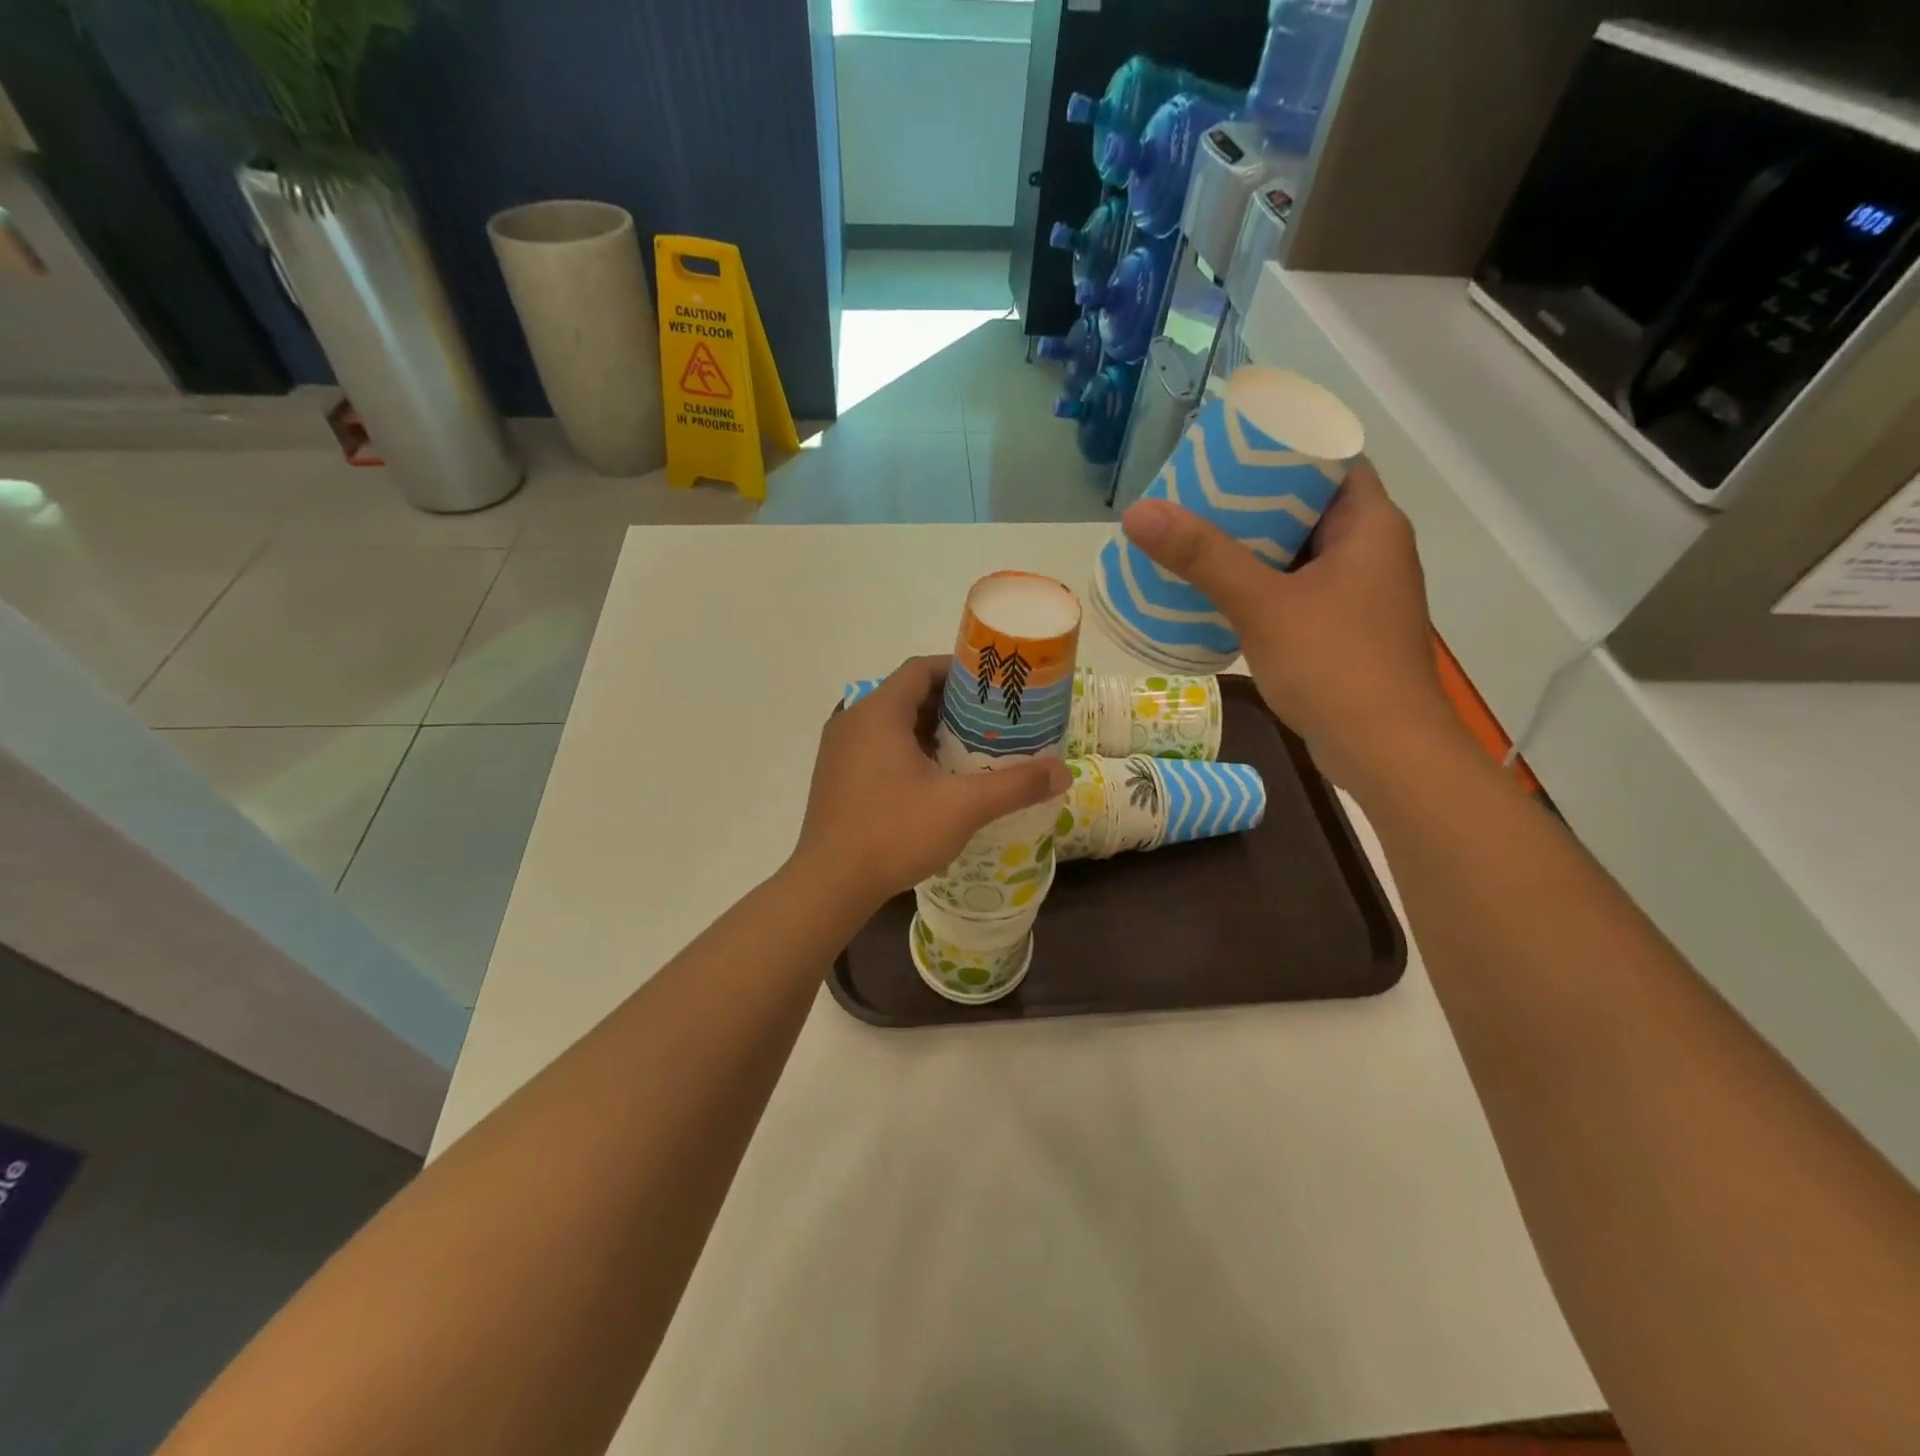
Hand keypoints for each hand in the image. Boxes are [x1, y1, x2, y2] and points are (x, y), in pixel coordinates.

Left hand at [792, 656, 1070, 908]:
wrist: (829, 884)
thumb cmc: (894, 832)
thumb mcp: (962, 807)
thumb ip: (1015, 785)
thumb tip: (1063, 771)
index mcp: (878, 713)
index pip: (921, 669)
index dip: (958, 671)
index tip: (992, 687)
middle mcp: (852, 721)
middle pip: (907, 695)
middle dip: (951, 705)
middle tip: (990, 722)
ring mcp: (838, 751)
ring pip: (891, 725)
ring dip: (929, 731)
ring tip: (970, 749)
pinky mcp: (835, 777)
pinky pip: (876, 748)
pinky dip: (907, 752)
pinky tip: (935, 780)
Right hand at [1120, 460, 1462, 794]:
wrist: (1385, 752)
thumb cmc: (1335, 665)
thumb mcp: (1263, 605)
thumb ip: (1202, 558)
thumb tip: (1139, 512)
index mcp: (1370, 525)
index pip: (1330, 460)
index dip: (1282, 447)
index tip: (1228, 450)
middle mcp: (1372, 551)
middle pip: (1308, 506)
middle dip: (1253, 500)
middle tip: (1197, 495)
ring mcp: (1360, 595)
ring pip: (1300, 552)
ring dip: (1253, 547)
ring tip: (1196, 540)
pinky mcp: (1344, 631)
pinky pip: (1297, 591)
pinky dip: (1262, 586)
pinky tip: (1218, 595)